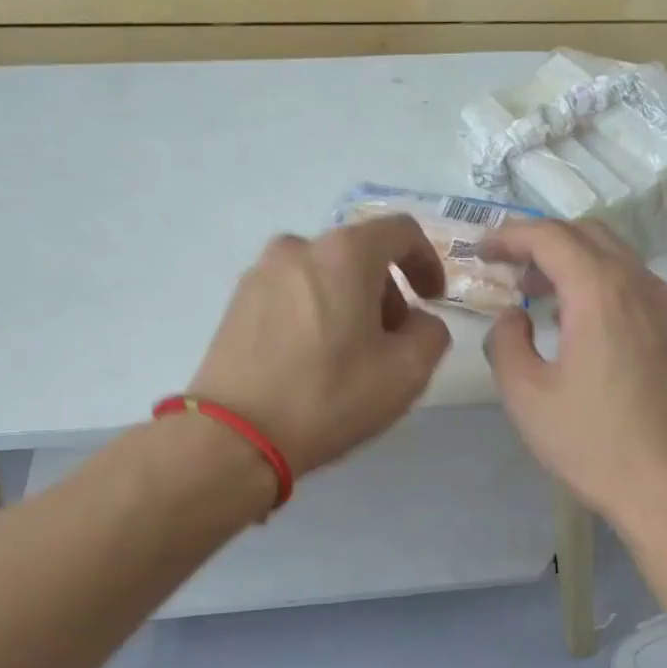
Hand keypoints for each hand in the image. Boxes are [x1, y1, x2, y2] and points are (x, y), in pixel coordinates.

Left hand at [189, 215, 452, 476]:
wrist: (234, 435)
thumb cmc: (329, 397)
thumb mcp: (407, 373)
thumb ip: (431, 333)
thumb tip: (417, 322)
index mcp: (345, 253)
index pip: (401, 232)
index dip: (427, 261)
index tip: (432, 299)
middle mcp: (298, 248)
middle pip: (359, 255)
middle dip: (386, 293)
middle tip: (392, 342)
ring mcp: (260, 274)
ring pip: (323, 276)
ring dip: (349, 304)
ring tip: (350, 356)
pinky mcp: (236, 303)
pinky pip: (292, 295)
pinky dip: (314, 314)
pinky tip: (312, 361)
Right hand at [479, 220, 666, 530]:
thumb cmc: (594, 444)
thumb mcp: (526, 397)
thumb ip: (505, 343)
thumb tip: (512, 318)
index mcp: (600, 292)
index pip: (549, 237)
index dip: (509, 236)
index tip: (481, 251)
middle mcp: (640, 284)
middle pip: (587, 235)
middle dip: (541, 243)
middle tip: (508, 272)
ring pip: (616, 257)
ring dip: (573, 263)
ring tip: (540, 297)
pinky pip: (634, 285)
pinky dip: (600, 284)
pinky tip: (582, 324)